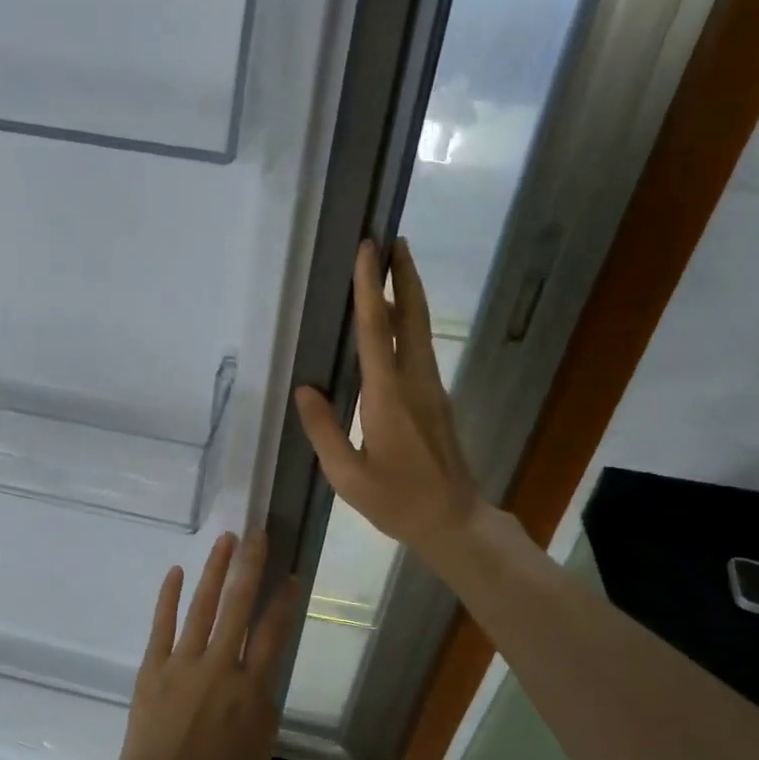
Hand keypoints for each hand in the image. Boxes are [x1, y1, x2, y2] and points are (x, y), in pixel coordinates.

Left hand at [104, 531, 300, 759]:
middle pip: (238, 606)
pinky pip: (162, 624)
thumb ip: (264, 704)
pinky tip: (177, 571)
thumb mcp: (259, 748)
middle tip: (257, 535)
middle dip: (250, 566)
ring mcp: (182, 663)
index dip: (284, 602)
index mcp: (250, 690)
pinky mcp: (153, 666)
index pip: (272, 634)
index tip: (292, 576)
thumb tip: (261, 671)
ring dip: (215, 570)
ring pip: (203, 606)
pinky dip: (169, 596)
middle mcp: (219, 667)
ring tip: (226, 540)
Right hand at [295, 239, 485, 559]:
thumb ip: (324, 430)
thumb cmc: (397, 501)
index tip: (368, 250)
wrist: (454, 521)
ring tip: (394, 266)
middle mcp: (415, 383)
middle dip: (403, 276)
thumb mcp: (348, 476)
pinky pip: (419, 350)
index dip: (370, 288)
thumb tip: (304, 390)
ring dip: (407, 295)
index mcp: (388, 397)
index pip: (376, 331)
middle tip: (393, 239)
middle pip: (411, 318)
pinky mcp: (436, 400)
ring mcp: (431, 390)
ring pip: (419, 331)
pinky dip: (406, 324)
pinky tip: (393, 323)